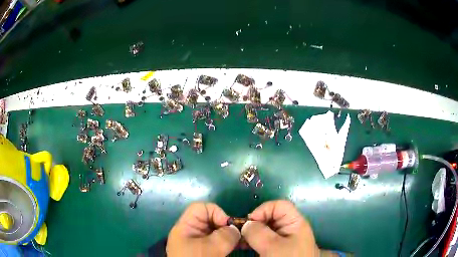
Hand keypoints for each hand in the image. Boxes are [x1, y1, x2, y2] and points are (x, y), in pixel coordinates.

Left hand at [167, 202, 240, 256]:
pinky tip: (238, 247)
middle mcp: (192, 232)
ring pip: (217, 232)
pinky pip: (219, 242)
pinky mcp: (206, 251)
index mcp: (186, 226)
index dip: (217, 213)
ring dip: (230, 236)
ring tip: (242, 243)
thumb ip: (225, 235)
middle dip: (227, 226)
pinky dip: (229, 243)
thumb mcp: (210, 248)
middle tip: (239, 237)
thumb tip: (235, 229)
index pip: (202, 208)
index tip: (228, 226)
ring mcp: (199, 242)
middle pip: (211, 220)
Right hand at [241, 200, 318, 256]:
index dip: (262, 210)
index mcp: (294, 222)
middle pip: (270, 217)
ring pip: (265, 229)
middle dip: (254, 224)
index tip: (248, 223)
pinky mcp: (277, 248)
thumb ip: (258, 232)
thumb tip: (246, 224)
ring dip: (251, 234)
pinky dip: (253, 242)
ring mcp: (283, 239)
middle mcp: (289, 228)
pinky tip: (246, 247)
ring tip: (241, 243)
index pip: (278, 206)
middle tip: (241, 235)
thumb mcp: (273, 246)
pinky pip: (264, 240)